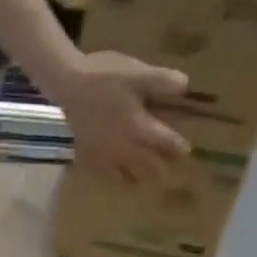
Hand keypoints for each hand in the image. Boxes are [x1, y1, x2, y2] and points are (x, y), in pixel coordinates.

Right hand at [51, 50, 190, 184]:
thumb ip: (163, 81)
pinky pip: (109, 175)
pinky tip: (122, 180)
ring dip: (142, 179)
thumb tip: (185, 87)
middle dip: (162, 170)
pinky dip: (119, 179)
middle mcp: (125, 148)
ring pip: (129, 175)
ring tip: (150, 183)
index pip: (165, 142)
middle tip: (172, 175)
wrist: (69, 85)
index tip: (187, 152)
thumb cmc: (105, 77)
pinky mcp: (92, 155)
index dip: (177, 147)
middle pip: (149, 166)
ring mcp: (107, 155)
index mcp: (140, 128)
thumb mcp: (138, 72)